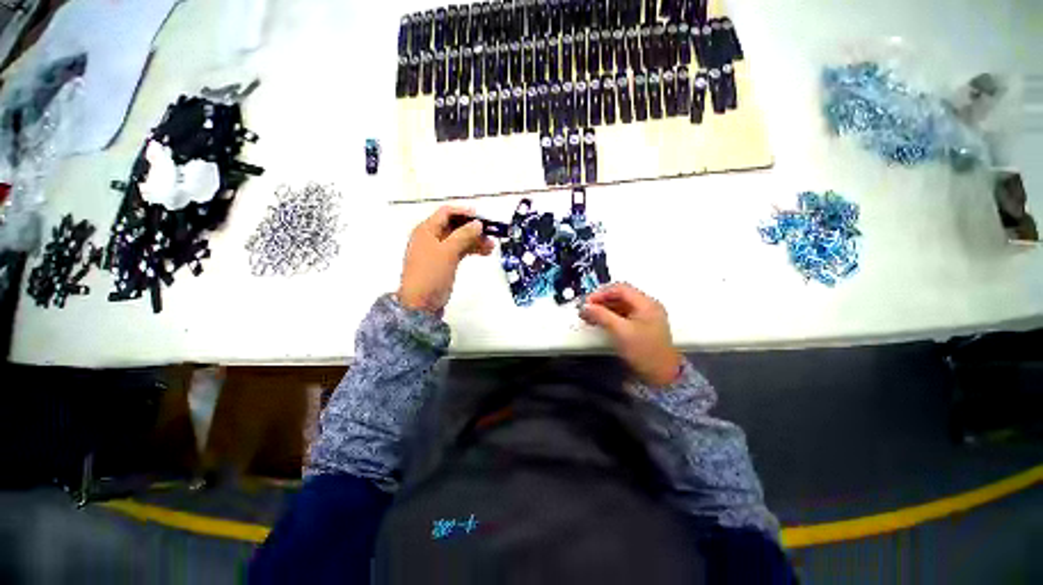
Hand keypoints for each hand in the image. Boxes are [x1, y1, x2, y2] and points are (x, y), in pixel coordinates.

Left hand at [398, 206, 494, 313]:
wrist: (421, 303)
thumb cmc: (431, 274)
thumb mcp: (448, 252)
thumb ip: (463, 235)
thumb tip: (478, 223)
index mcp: (427, 230)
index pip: (446, 213)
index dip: (464, 212)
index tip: (482, 218)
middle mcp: (431, 237)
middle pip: (455, 226)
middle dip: (473, 229)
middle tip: (491, 234)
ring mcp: (438, 251)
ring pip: (459, 239)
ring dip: (475, 240)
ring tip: (491, 247)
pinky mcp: (444, 263)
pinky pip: (459, 251)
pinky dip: (471, 250)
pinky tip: (484, 253)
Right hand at [580, 283, 683, 386]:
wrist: (661, 376)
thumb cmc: (644, 352)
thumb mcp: (621, 332)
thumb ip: (601, 316)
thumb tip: (585, 307)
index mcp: (646, 303)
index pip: (620, 289)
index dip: (601, 293)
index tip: (587, 302)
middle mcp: (647, 307)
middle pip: (620, 296)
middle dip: (601, 301)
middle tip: (586, 309)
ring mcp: (645, 317)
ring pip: (620, 305)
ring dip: (604, 309)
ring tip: (589, 316)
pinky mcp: (641, 327)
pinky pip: (623, 315)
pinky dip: (610, 316)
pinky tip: (600, 322)